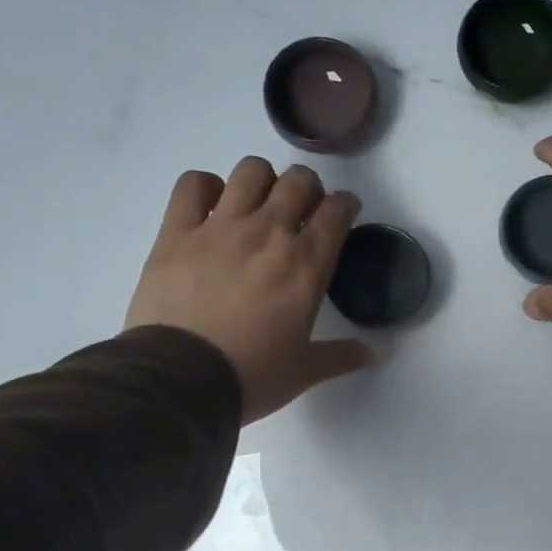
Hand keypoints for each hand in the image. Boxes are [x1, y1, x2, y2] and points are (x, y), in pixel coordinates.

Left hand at [125, 157, 373, 423]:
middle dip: (309, 187)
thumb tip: (374, 354)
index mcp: (306, 264)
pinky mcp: (177, 232)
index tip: (344, 213)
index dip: (346, 205)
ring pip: (250, 171)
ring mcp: (220, 227)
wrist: (181, 379)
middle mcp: (268, 233)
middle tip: (304, 208)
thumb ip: (342, 356)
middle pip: (298, 181)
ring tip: (259, 202)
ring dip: (262, 180)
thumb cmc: (252, 375)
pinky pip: (193, 184)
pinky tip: (211, 206)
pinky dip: (206, 187)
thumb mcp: (305, 371)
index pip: (337, 211)